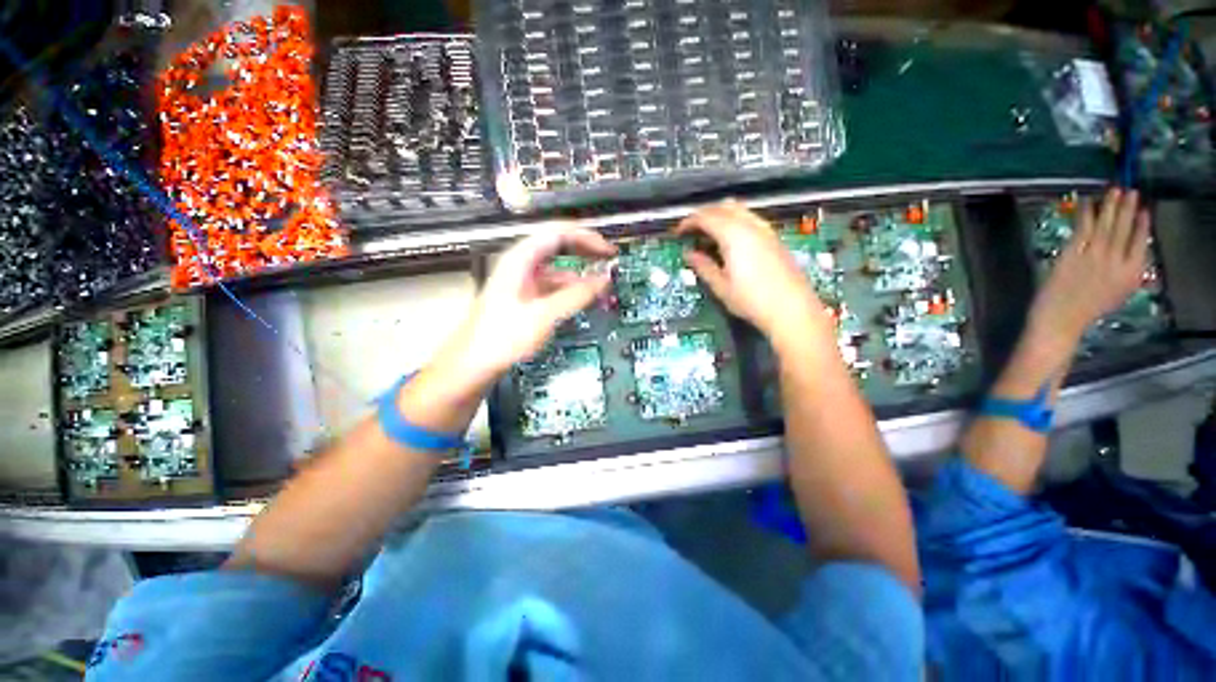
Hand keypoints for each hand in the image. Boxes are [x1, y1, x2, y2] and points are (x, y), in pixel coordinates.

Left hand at [439, 226, 615, 389]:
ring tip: (600, 287)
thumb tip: (603, 279)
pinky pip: (553, 287)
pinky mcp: (525, 299)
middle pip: (559, 247)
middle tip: (609, 261)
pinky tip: (581, 301)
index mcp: (520, 259)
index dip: (587, 237)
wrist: (473, 365)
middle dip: (586, 252)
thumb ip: (577, 295)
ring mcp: (522, 282)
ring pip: (557, 270)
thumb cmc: (501, 338)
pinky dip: (570, 292)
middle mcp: (520, 265)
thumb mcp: (544, 314)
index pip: (559, 233)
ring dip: (580, 276)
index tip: (608, 251)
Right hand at [676, 200, 828, 344]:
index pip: (706, 217)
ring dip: (720, 215)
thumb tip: (689, 254)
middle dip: (704, 214)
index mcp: (733, 235)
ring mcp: (766, 230)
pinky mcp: (775, 238)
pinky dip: (734, 221)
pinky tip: (730, 240)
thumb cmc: (751, 300)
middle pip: (723, 207)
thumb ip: (704, 266)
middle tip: (691, 231)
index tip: (678, 233)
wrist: (792, 309)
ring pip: (739, 209)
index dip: (688, 222)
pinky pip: (750, 218)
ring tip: (709, 235)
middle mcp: (750, 225)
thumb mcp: (721, 286)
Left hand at [1028, 188, 1150, 356]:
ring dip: (1109, 206)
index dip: (1143, 224)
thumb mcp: (1119, 292)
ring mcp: (1094, 256)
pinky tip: (1087, 202)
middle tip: (1130, 190)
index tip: (1145, 209)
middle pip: (1123, 229)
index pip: (1142, 242)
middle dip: (1127, 208)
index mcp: (1132, 273)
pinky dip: (1085, 214)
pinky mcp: (1072, 255)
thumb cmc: (1088, 308)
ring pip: (1105, 225)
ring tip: (1113, 190)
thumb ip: (1127, 272)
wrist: (1061, 319)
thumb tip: (1133, 252)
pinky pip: (1082, 229)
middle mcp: (1116, 261)